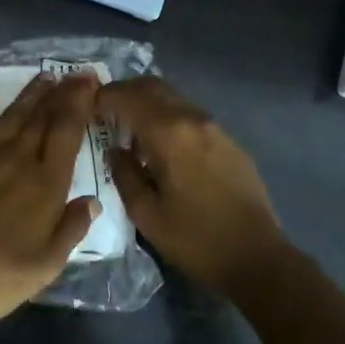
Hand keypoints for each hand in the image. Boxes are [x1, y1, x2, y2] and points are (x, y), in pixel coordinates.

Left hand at [0, 71, 101, 338]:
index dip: (81, 102)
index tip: (90, 81)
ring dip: (29, 94)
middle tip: (75, 74)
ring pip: (10, 115)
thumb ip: (70, 229)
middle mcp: (15, 158)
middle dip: (61, 92)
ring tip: (43, 77)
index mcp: (45, 182)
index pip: (68, 130)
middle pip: (42, 116)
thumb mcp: (46, 265)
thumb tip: (91, 201)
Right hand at [96, 77, 287, 296]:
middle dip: (125, 93)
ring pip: (173, 98)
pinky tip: (163, 149)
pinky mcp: (230, 141)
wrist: (257, 257)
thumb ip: (124, 174)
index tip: (86, 109)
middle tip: (105, 113)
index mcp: (168, 133)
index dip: (103, 97)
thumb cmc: (195, 240)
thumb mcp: (146, 214)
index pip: (128, 97)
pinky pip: (190, 116)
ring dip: (148, 105)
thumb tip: (116, 151)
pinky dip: (168, 119)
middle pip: (153, 86)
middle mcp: (192, 119)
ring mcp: (215, 128)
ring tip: (130, 132)